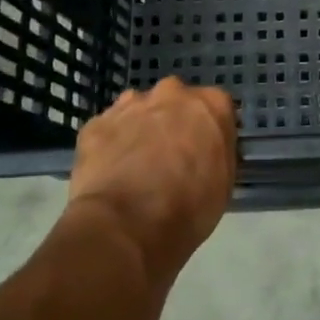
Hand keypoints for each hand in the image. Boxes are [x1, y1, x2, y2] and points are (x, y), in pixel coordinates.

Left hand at [67, 77, 237, 281]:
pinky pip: (109, 129)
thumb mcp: (224, 183)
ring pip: (139, 110)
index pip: (217, 107)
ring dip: (141, 128)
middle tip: (172, 155)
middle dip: (174, 121)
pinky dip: (112, 144)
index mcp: (211, 104)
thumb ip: (218, 152)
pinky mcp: (95, 123)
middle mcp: (172, 93)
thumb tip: (208, 150)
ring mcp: (130, 105)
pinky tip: (112, 172)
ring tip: (138, 165)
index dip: (210, 131)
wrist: (125, 225)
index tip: (206, 151)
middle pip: (176, 100)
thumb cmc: (188, 207)